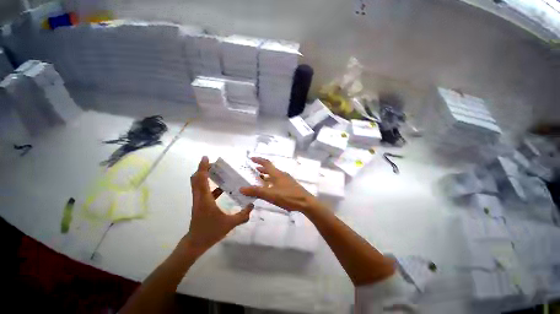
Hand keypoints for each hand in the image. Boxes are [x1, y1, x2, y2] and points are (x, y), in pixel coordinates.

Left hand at [185, 156, 253, 254]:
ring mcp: (198, 201)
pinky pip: (203, 190)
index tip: (206, 158)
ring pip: (198, 183)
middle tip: (215, 164)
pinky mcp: (200, 204)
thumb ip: (243, 215)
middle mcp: (199, 197)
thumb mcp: (230, 224)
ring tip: (217, 172)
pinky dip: (209, 185)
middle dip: (203, 168)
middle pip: (196, 178)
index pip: (201, 179)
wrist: (196, 243)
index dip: (203, 167)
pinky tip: (222, 188)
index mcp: (205, 199)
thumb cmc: (211, 232)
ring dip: (205, 175)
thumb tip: (252, 205)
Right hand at [240, 157, 320, 212]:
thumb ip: (256, 191)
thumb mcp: (270, 195)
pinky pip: (278, 180)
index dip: (258, 160)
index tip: (251, 158)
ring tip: (260, 178)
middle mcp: (282, 174)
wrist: (305, 202)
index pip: (266, 163)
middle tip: (254, 169)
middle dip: (261, 168)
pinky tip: (270, 188)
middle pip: (270, 169)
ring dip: (266, 175)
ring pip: (274, 175)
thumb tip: (241, 188)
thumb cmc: (288, 196)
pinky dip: (271, 181)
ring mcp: (287, 180)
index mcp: (277, 174)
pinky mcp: (290, 185)